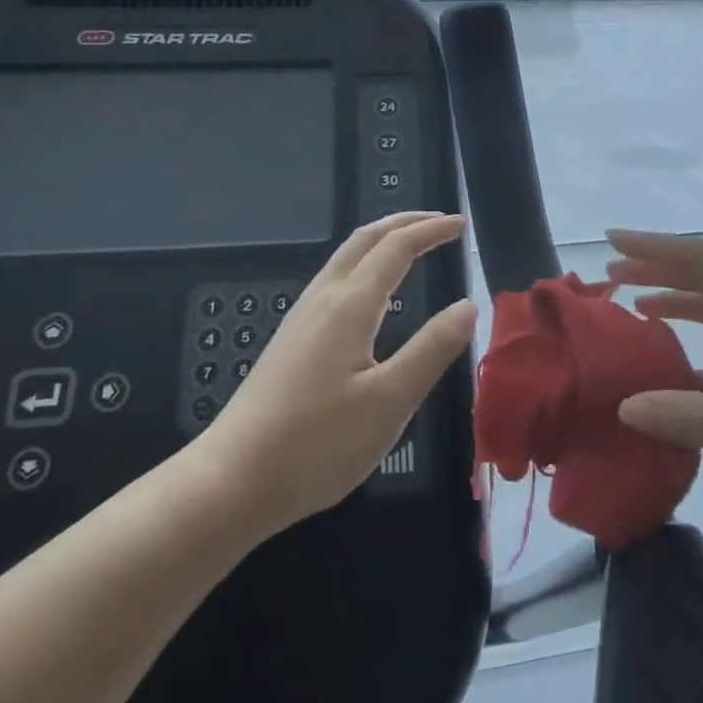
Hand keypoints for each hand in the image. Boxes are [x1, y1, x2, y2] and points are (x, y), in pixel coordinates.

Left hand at [194, 212, 476, 535]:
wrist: (233, 479)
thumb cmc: (317, 444)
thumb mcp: (389, 402)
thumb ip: (432, 350)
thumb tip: (468, 306)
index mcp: (350, 306)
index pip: (397, 248)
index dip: (431, 231)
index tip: (461, 224)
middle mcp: (323, 299)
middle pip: (364, 239)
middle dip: (404, 223)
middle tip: (439, 223)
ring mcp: (301, 318)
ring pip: (345, 258)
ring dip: (381, 241)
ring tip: (411, 247)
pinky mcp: (291, 340)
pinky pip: (334, 280)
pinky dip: (364, 265)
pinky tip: (371, 296)